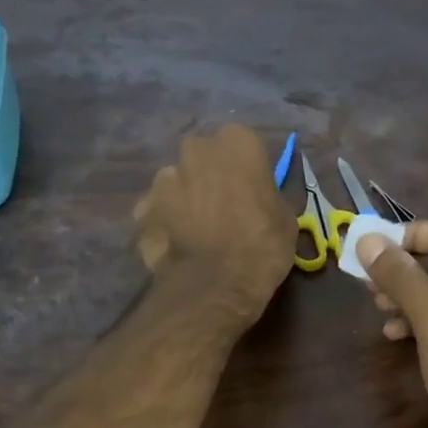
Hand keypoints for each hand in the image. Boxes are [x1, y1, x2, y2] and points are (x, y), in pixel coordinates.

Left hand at [134, 126, 296, 327]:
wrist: (216, 285)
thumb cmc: (262, 246)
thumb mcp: (285, 217)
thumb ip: (268, 195)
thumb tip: (260, 197)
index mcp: (237, 141)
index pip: (243, 146)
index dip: (246, 171)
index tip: (251, 193)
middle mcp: (195, 149)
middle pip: (204, 158)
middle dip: (210, 178)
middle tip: (223, 210)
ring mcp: (163, 178)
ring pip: (177, 182)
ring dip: (185, 198)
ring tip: (196, 231)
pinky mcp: (142, 209)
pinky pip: (157, 210)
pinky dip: (164, 223)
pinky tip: (176, 246)